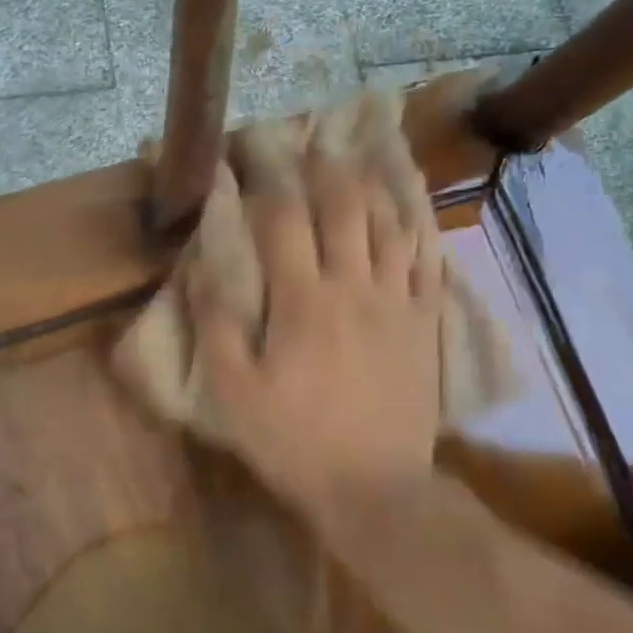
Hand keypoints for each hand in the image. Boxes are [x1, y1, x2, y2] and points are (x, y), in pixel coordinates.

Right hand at [190, 147, 443, 504]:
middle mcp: (354, 286)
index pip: (284, 218)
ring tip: (358, 155)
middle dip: (322, 166)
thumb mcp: (233, 391)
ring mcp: (397, 300)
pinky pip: (427, 256)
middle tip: (307, 143)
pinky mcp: (425, 319)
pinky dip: (418, 221)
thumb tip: (205, 263)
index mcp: (303, 301)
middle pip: (344, 206)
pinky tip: (411, 201)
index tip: (250, 150)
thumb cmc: (293, 440)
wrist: (374, 489)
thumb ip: (217, 323)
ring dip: (371, 182)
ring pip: (389, 222)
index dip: (265, 176)